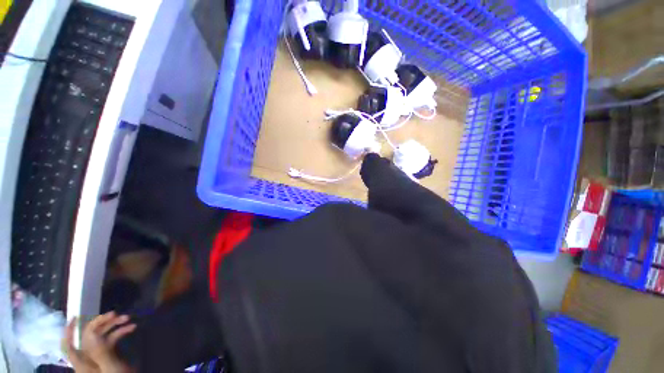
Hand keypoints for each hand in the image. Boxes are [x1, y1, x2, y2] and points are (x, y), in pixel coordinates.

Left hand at [62, 312, 136, 372]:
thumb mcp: (112, 369)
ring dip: (113, 326)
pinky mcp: (109, 358)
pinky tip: (132, 328)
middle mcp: (87, 359)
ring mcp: (99, 359)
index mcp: (82, 364)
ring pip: (101, 337)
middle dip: (101, 323)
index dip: (69, 331)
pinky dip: (120, 333)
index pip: (68, 346)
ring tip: (127, 318)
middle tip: (115, 313)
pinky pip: (111, 341)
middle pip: (88, 337)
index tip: (75, 316)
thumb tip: (91, 332)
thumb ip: (101, 352)